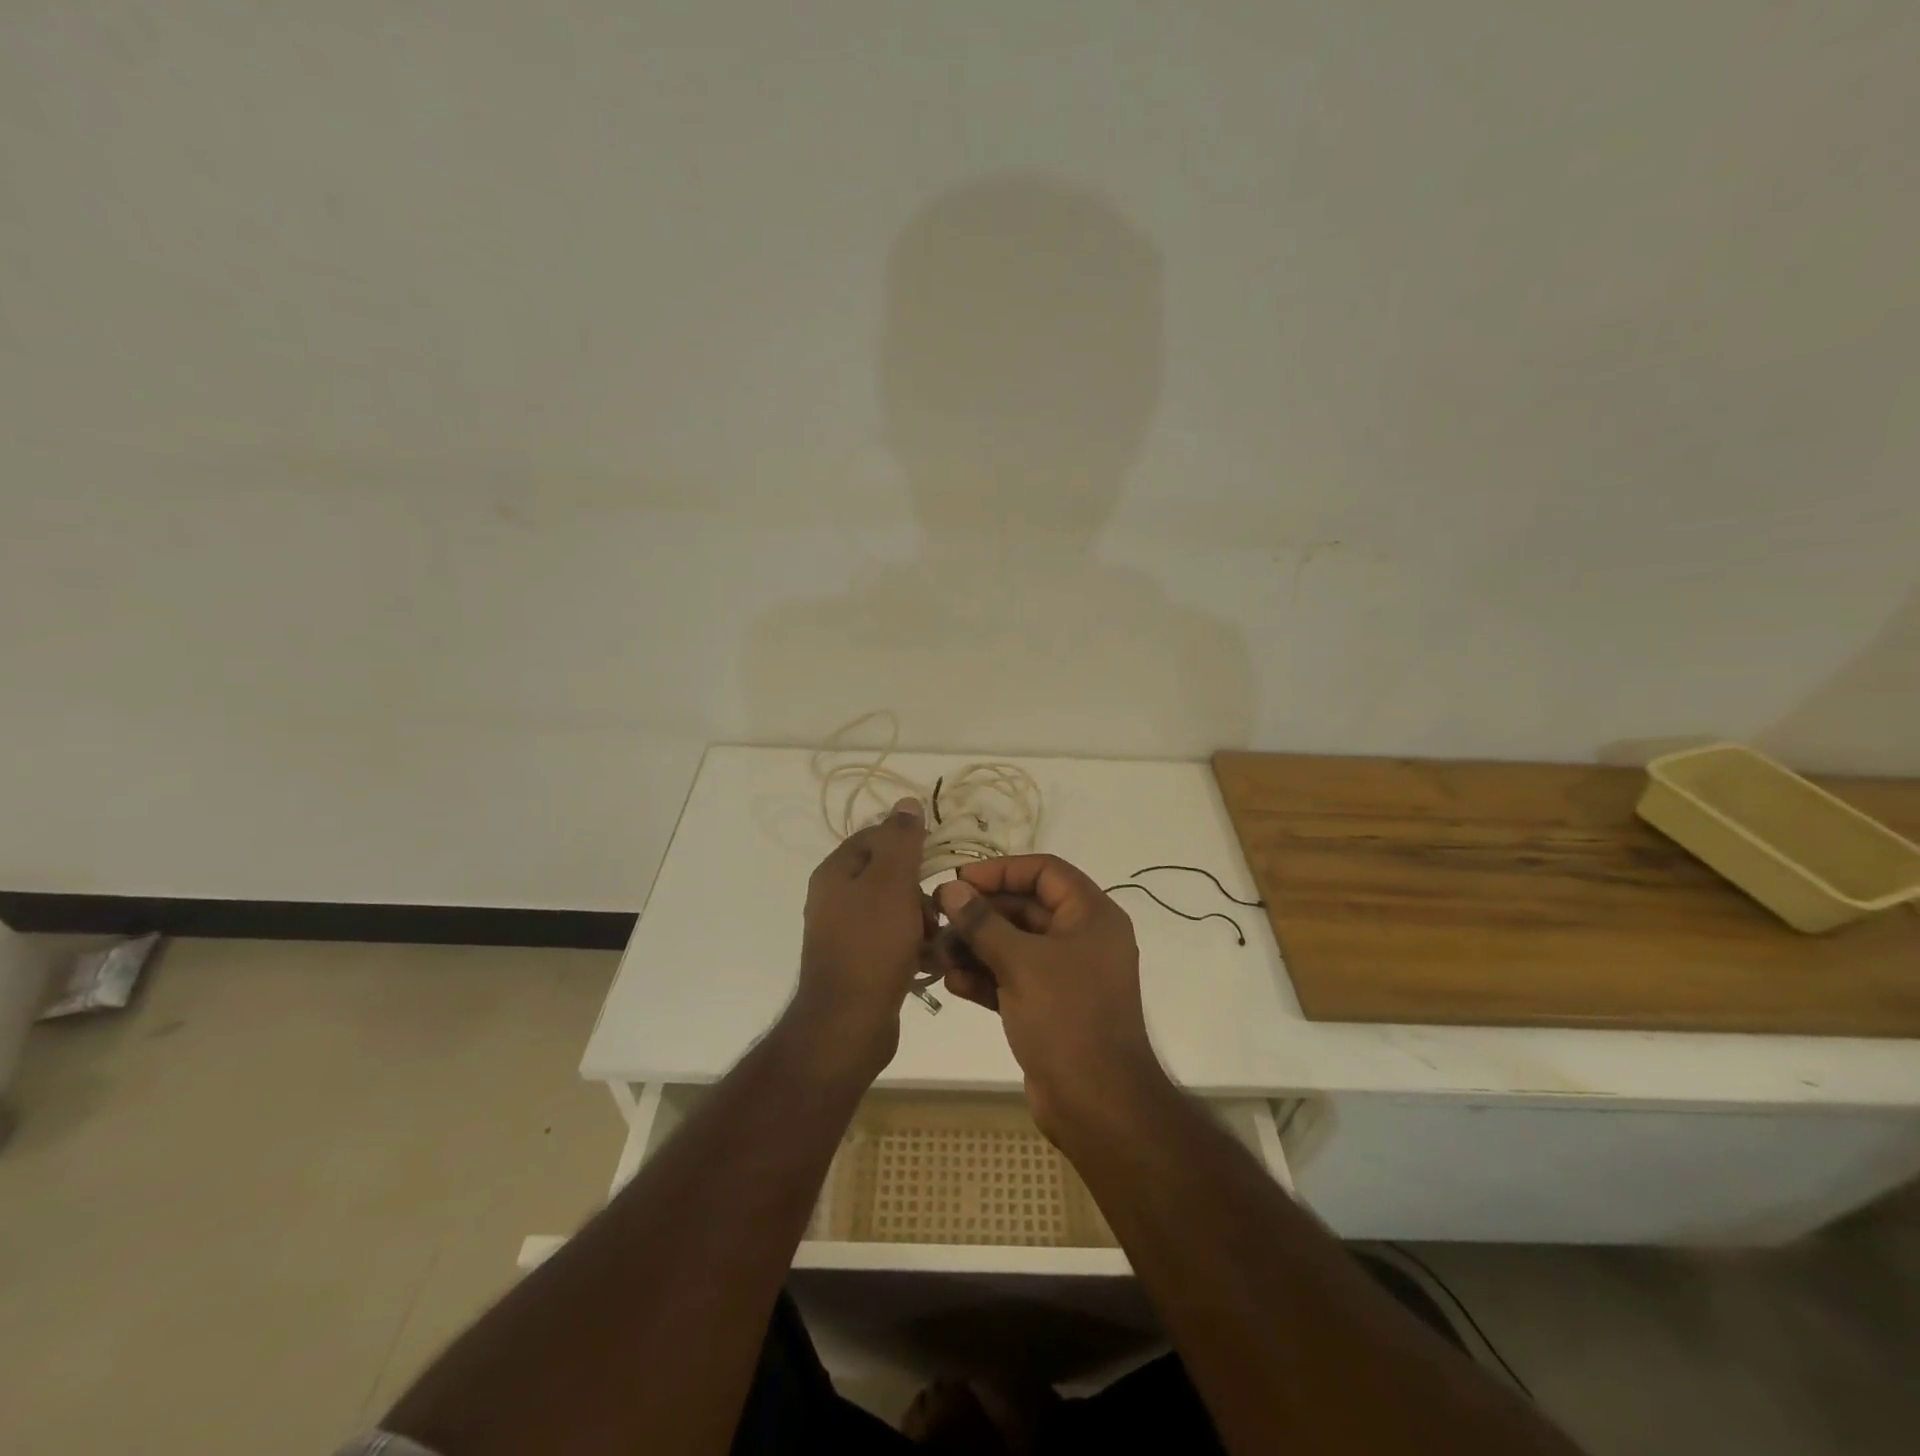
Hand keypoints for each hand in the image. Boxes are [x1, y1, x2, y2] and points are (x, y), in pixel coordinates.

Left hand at [788, 797, 932, 1080]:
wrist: (848, 1024)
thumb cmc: (872, 945)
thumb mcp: (891, 883)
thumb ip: (901, 840)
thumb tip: (906, 802)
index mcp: (836, 873)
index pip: (876, 837)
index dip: (909, 844)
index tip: (936, 863)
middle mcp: (834, 898)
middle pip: (888, 874)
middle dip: (918, 890)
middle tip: (935, 910)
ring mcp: (845, 933)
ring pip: (894, 909)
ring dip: (921, 920)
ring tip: (935, 941)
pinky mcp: (859, 962)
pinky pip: (892, 941)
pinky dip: (912, 946)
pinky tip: (929, 962)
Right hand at [933, 855, 1171, 1139]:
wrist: (1097, 1105)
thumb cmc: (1065, 1018)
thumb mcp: (1020, 962)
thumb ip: (982, 922)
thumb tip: (950, 889)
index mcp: (1091, 915)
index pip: (1045, 871)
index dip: (1001, 870)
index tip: (960, 880)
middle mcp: (1082, 938)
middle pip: (1025, 908)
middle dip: (980, 914)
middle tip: (937, 917)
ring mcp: (1065, 975)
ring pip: (1014, 945)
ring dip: (975, 947)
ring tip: (936, 954)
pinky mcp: (1049, 1007)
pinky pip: (1013, 978)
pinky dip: (985, 977)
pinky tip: (952, 982)